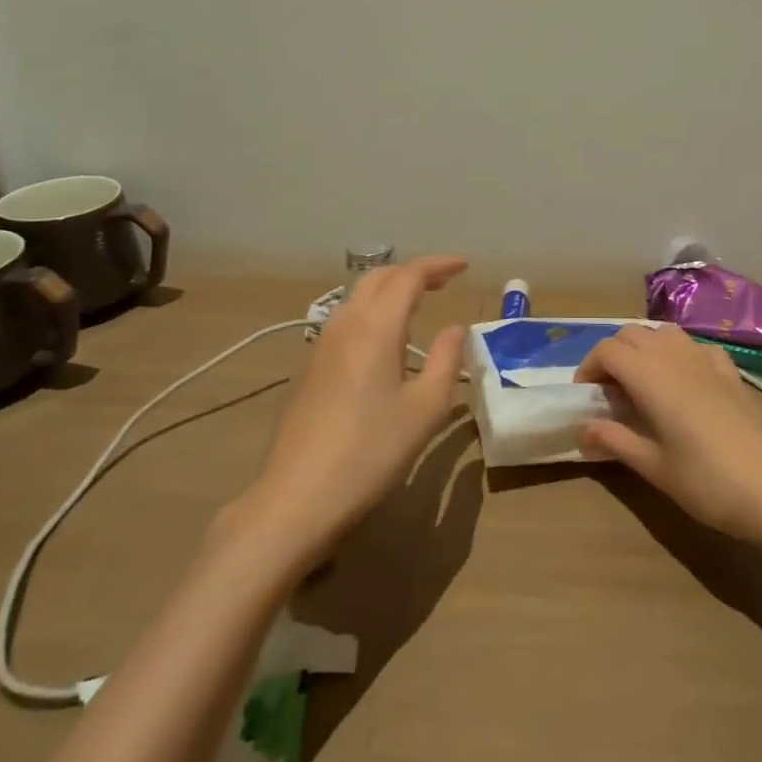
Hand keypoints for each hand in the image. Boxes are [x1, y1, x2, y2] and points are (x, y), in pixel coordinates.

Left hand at [241, 256, 467, 560]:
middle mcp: (346, 323)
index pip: (409, 276)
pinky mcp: (309, 367)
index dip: (438, 265)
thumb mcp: (425, 409)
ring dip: (390, 290)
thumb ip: (445, 360)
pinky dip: (372, 311)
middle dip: (413, 272)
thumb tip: (454, 329)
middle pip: (379, 278)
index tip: (464, 266)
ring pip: (358, 296)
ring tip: (417, 303)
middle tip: (444, 281)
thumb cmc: (371, 451)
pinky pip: (346, 320)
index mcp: (376, 326)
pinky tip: (383, 339)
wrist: (296, 496)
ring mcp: (321, 344)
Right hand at [575, 323, 761, 550]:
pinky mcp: (731, 372)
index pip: (608, 350)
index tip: (586, 396)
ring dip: (644, 347)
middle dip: (613, 354)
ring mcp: (707, 360)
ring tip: (641, 383)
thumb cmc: (709, 482)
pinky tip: (684, 382)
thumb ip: (615, 441)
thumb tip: (583, 428)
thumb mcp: (654, 468)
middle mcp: (676, 356)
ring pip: (664, 332)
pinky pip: (695, 346)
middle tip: (609, 391)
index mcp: (651, 376)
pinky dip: (678, 353)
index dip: (589, 367)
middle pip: (632, 333)